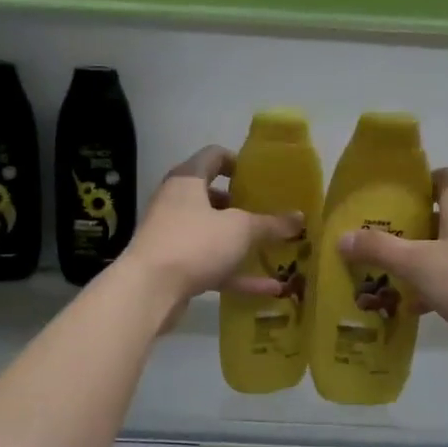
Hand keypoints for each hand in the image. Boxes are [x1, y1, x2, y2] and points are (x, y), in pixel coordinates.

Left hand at [120, 146, 303, 320]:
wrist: (148, 290)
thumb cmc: (195, 243)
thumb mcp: (240, 230)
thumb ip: (270, 224)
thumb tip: (299, 218)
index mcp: (187, 180)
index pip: (214, 156)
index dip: (239, 162)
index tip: (263, 178)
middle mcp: (177, 203)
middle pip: (213, 197)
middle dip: (243, 206)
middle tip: (271, 213)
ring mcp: (174, 236)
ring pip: (214, 234)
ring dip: (242, 243)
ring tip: (275, 249)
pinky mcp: (176, 267)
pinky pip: (212, 265)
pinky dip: (237, 274)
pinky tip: (269, 289)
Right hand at [338, 169, 447, 376]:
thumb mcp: (417, 263)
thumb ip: (379, 249)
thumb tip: (341, 237)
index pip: (442, 177)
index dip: (416, 180)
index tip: (387, 194)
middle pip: (440, 215)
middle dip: (408, 225)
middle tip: (373, 237)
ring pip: (446, 250)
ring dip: (419, 260)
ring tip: (384, 273)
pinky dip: (433, 288)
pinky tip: (411, 307)